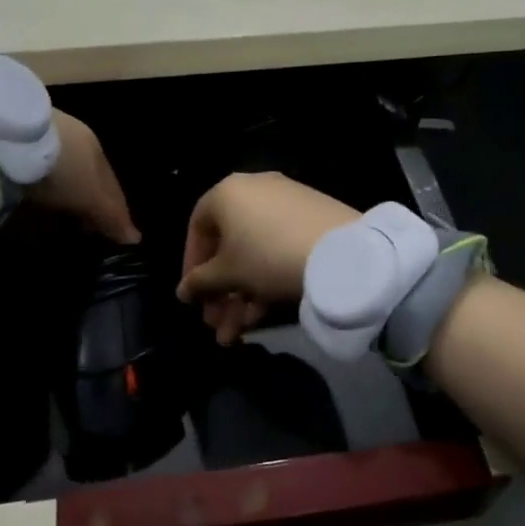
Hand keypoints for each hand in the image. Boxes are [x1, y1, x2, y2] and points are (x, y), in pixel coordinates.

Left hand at [28, 112, 140, 244]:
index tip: (112, 233)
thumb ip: (112, 216)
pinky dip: (42, 179)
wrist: (13, 137)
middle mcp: (76, 138)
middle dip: (91, 197)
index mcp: (98, 150)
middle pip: (89, 174)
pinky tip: (36, 190)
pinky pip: (37, 164)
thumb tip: (136, 239)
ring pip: (63, 166)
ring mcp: (46, 135)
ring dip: (65, 187)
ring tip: (61, 210)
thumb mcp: (90, 196)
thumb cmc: (64, 169)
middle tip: (87, 225)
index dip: (115, 210)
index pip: (112, 185)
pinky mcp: (17, 138)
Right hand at [177, 173, 358, 343]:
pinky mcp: (312, 220)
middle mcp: (255, 190)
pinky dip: (266, 280)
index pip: (198, 228)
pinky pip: (278, 250)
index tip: (192, 296)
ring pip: (253, 254)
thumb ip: (199, 282)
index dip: (191, 264)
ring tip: (235, 335)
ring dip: (240, 296)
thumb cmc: (268, 256)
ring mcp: (286, 204)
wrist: (342, 253)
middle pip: (228, 246)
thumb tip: (182, 290)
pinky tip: (261, 317)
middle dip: (219, 291)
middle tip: (215, 324)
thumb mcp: (228, 274)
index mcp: (227, 193)